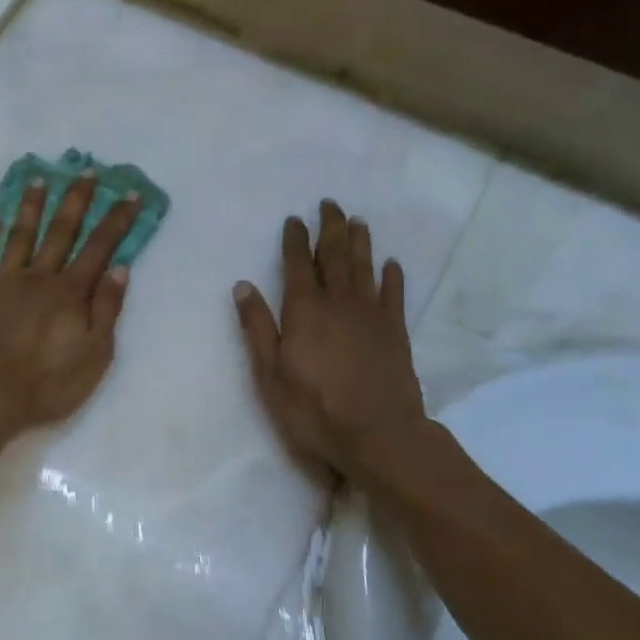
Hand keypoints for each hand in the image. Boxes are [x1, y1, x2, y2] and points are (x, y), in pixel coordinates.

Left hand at [0, 174, 138, 436]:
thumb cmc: (48, 384)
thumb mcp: (94, 355)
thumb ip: (106, 309)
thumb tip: (119, 268)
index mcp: (69, 292)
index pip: (99, 248)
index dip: (116, 220)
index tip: (128, 194)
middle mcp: (37, 277)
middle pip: (60, 231)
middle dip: (75, 199)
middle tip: (84, 171)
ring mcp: (2, 282)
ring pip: (19, 235)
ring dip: (30, 206)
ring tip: (37, 180)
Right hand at [233, 200, 430, 484]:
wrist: (379, 435)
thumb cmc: (314, 409)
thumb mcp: (270, 374)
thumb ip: (258, 327)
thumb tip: (243, 286)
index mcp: (304, 311)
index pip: (298, 265)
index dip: (295, 240)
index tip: (294, 219)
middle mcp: (339, 303)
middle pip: (335, 256)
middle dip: (330, 229)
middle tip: (329, 204)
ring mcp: (371, 315)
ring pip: (365, 267)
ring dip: (360, 242)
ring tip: (358, 221)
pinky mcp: (396, 332)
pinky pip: (394, 294)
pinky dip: (392, 276)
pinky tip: (391, 264)